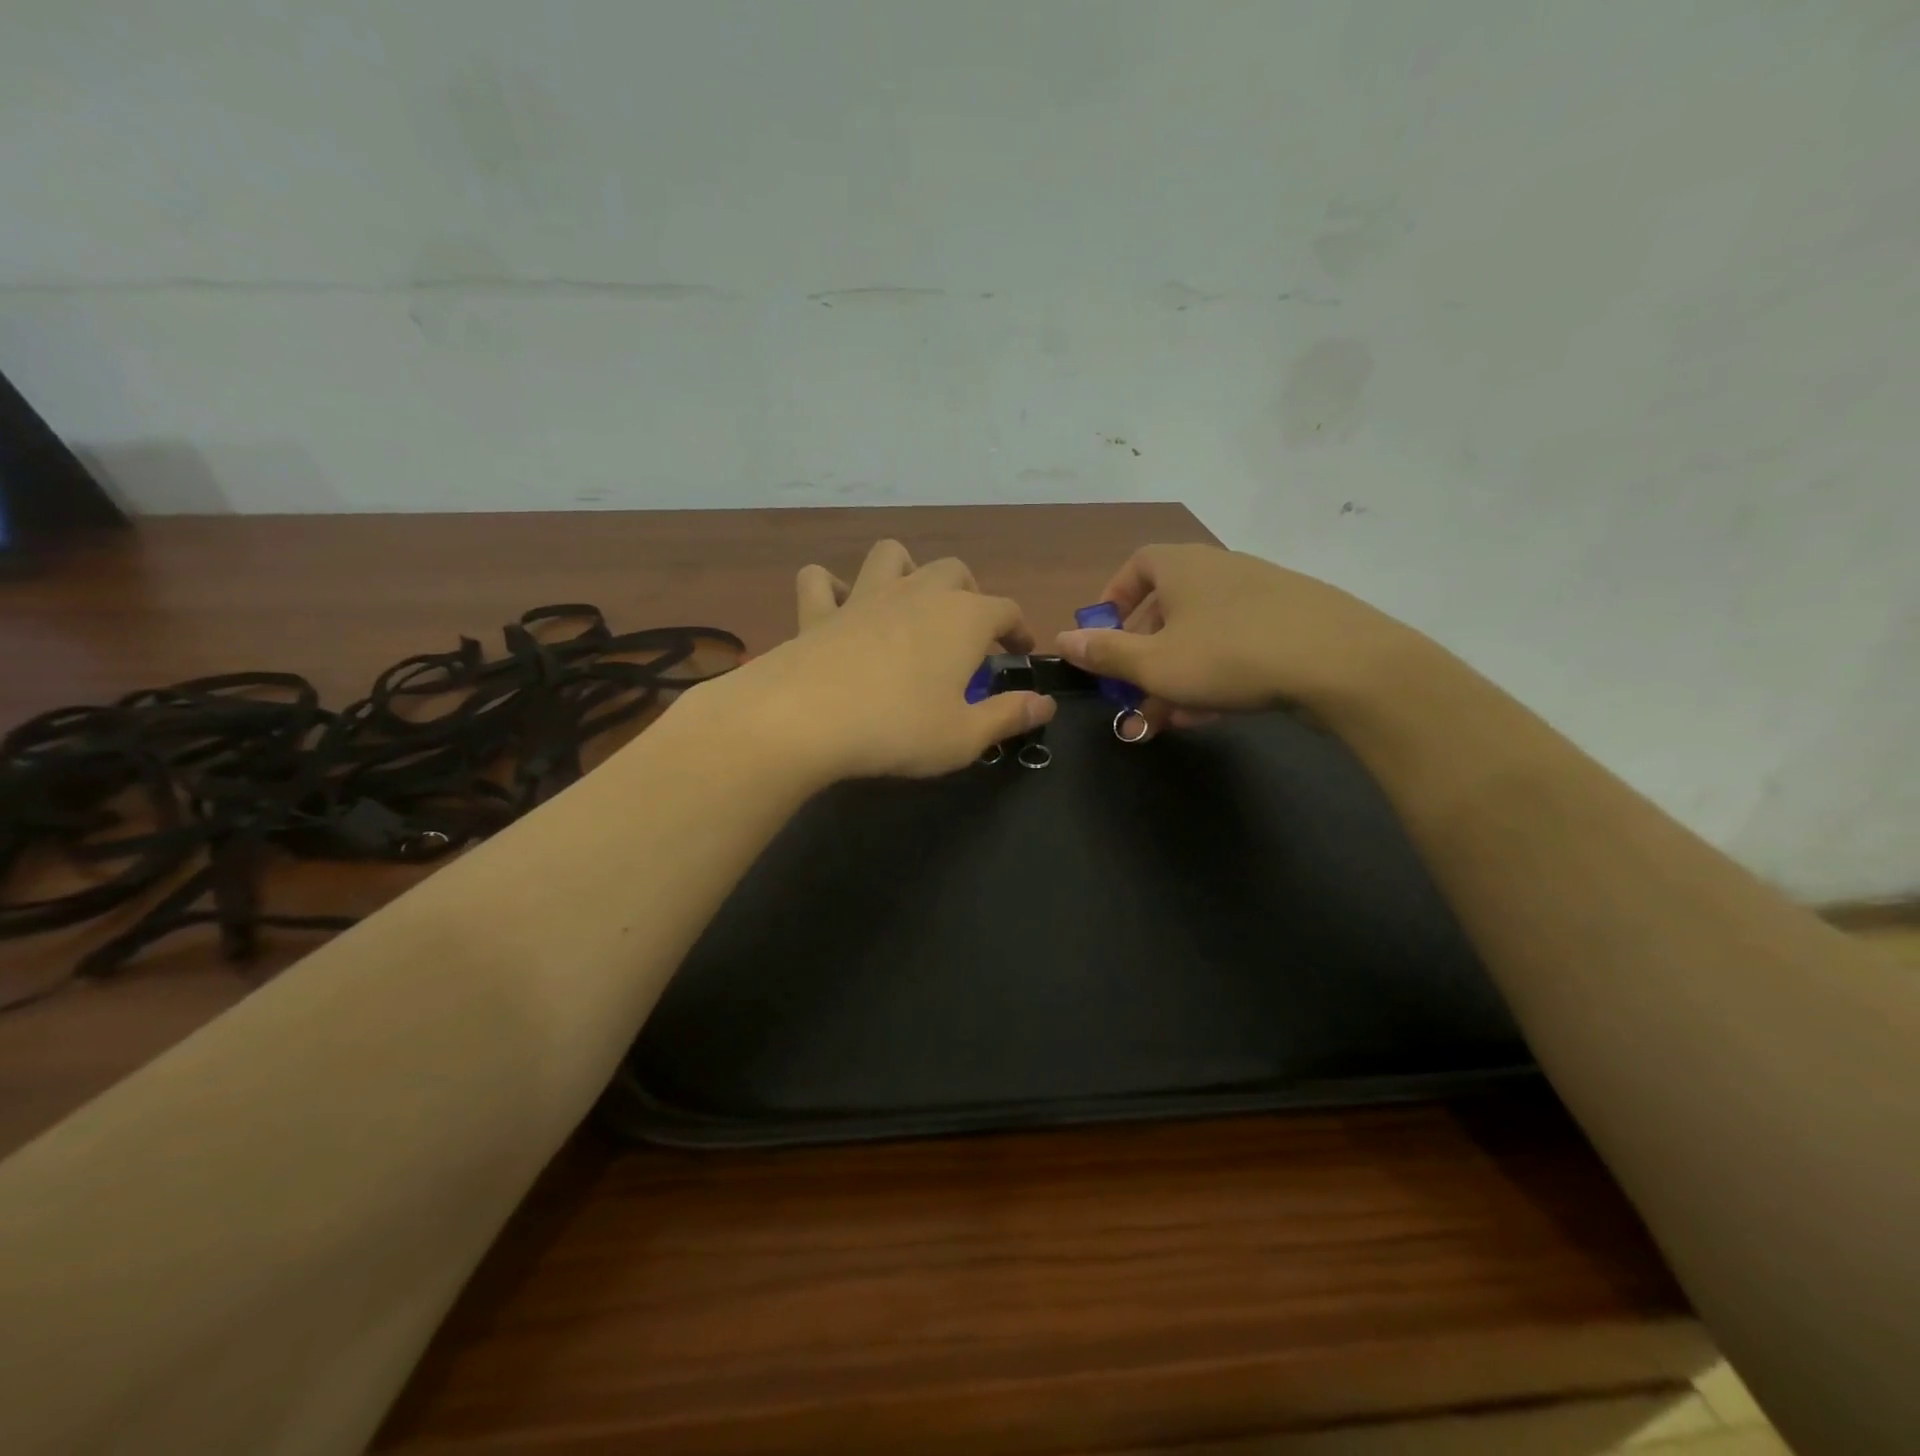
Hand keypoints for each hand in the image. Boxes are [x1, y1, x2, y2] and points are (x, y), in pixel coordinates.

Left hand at [694, 540, 1054, 782]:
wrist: (806, 718)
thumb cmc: (898, 728)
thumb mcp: (964, 736)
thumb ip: (1009, 716)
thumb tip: (1046, 704)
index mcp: (964, 619)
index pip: (1006, 610)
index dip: (1019, 629)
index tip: (1021, 651)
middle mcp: (918, 593)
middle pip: (955, 572)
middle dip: (970, 594)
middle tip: (969, 631)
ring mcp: (865, 596)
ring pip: (892, 556)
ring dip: (907, 570)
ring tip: (910, 602)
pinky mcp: (818, 611)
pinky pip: (821, 581)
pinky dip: (831, 587)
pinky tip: (838, 607)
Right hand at [1052, 544, 1413, 735]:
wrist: (1343, 664)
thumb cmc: (1229, 656)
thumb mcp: (1155, 664)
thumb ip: (1105, 653)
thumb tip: (1061, 640)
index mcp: (1183, 566)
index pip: (1136, 565)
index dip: (1113, 599)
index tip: (1104, 636)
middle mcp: (1221, 569)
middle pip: (1167, 606)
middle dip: (1143, 653)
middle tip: (1132, 692)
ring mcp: (1262, 594)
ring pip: (1202, 633)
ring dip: (1177, 672)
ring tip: (1166, 716)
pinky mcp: (1294, 622)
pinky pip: (1237, 644)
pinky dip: (1216, 674)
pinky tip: (1211, 713)